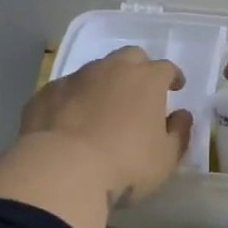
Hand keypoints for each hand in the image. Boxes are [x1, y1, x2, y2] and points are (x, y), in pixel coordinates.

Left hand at [18, 46, 191, 206]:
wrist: (62, 170)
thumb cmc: (126, 164)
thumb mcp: (166, 158)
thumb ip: (179, 133)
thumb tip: (181, 115)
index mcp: (146, 80)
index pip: (166, 68)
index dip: (173, 77)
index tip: (175, 87)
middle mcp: (111, 69)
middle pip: (130, 57)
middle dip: (138, 70)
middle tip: (140, 92)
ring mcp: (75, 78)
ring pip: (95, 71)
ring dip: (104, 84)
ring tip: (103, 110)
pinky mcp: (46, 94)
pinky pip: (66, 91)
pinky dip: (74, 101)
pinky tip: (71, 123)